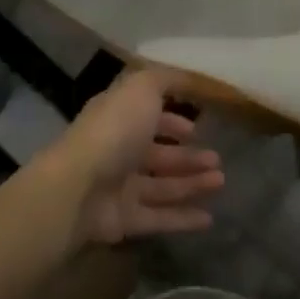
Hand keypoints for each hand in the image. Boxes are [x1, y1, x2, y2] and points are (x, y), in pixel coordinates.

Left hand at [49, 68, 223, 246]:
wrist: (79, 187)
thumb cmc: (115, 129)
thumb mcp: (143, 87)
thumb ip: (168, 79)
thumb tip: (189, 77)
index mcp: (120, 116)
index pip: (149, 116)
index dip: (172, 120)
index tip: (198, 126)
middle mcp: (119, 150)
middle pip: (159, 154)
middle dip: (188, 156)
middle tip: (217, 160)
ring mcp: (120, 187)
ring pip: (163, 185)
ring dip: (192, 183)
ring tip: (220, 181)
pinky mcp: (124, 221)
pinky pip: (159, 217)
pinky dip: (183, 218)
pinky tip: (209, 218)